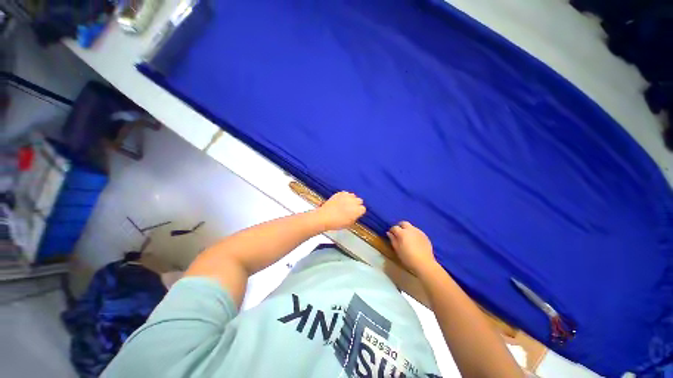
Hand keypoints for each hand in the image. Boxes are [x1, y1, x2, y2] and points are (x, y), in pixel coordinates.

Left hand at [315, 192, 365, 230]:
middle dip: (356, 204)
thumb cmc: (337, 223)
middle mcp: (354, 201)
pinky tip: (341, 201)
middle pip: (359, 200)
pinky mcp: (340, 193)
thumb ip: (354, 218)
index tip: (356, 213)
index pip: (363, 209)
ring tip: (346, 204)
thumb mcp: (349, 224)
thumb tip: (355, 215)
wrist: (324, 217)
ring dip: (351, 199)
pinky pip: (345, 193)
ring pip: (353, 196)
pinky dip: (344, 196)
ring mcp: (346, 196)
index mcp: (357, 210)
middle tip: (351, 209)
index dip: (359, 211)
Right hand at [387, 221, 436, 274]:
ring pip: (411, 227)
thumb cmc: (408, 258)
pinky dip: (414, 234)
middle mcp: (410, 230)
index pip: (394, 227)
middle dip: (400, 226)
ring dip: (407, 230)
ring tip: (407, 238)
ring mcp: (419, 232)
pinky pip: (417, 232)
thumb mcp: (397, 249)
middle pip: (404, 223)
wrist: (424, 263)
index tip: (391, 234)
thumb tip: (389, 233)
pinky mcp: (425, 236)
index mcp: (402, 233)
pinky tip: (414, 241)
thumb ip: (392, 240)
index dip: (392, 230)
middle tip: (398, 233)